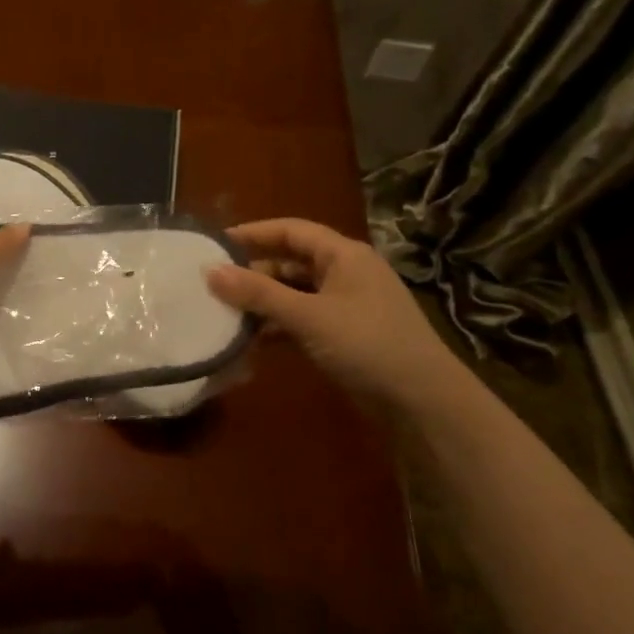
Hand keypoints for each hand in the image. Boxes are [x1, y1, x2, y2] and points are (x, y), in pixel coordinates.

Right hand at [206, 218, 461, 407]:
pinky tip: (252, 340)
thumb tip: (209, 271)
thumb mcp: (307, 315)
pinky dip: (278, 326)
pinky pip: (303, 320)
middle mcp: (346, 273)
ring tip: (225, 313)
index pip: (291, 230)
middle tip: (213, 284)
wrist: (423, 402)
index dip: (253, 233)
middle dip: (253, 272)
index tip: (215, 244)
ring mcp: (347, 306)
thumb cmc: (366, 344)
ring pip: (295, 293)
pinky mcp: (346, 335)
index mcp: (344, 255)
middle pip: (291, 262)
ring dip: (263, 302)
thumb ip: (258, 293)